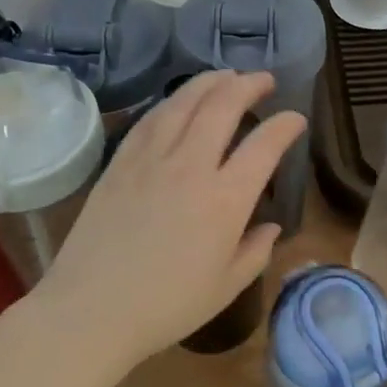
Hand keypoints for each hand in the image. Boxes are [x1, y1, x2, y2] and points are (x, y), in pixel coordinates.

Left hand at [32, 70, 304, 367]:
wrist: (90, 311)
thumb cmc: (166, 306)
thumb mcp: (226, 287)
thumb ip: (256, 251)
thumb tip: (270, 227)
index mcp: (226, 200)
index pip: (265, 145)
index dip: (286, 125)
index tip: (296, 119)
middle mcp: (191, 167)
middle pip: (223, 106)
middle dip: (249, 85)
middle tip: (263, 80)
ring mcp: (151, 160)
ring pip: (185, 102)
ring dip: (210, 82)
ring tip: (226, 75)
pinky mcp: (120, 163)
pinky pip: (151, 119)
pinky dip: (173, 102)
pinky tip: (180, 101)